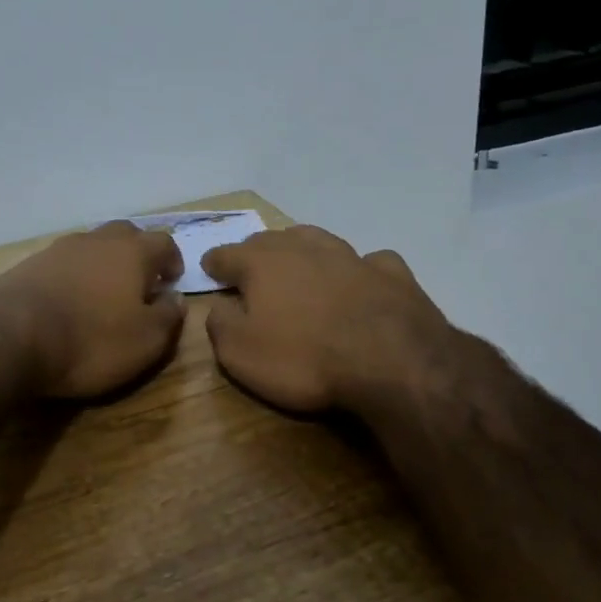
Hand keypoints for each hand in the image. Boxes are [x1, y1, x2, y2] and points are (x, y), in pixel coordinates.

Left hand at [0, 221, 185, 398]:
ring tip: (102, 294)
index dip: (172, 260)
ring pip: (91, 246)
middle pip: (125, 235)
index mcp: (132, 252)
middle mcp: (96, 240)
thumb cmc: (91, 340)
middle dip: (137, 254)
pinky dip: (72, 276)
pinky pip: (62, 263)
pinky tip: (68, 300)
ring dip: (102, 264)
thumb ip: (169, 316)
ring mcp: (58, 249)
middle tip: (140, 283)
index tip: (171, 282)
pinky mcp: (28, 265)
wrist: (10, 338)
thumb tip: (176, 298)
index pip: (164, 242)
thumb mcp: (145, 341)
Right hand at [201, 225, 451, 414]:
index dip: (215, 262)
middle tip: (251, 267)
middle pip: (272, 240)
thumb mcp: (241, 353)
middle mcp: (304, 249)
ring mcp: (351, 256)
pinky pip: (368, 261)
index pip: (227, 254)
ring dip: (303, 249)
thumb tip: (219, 306)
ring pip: (318, 240)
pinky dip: (357, 268)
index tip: (209, 268)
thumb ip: (220, 324)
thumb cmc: (304, 358)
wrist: (391, 361)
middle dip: (256, 251)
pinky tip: (361, 280)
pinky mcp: (391, 273)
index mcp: (262, 263)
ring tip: (299, 262)